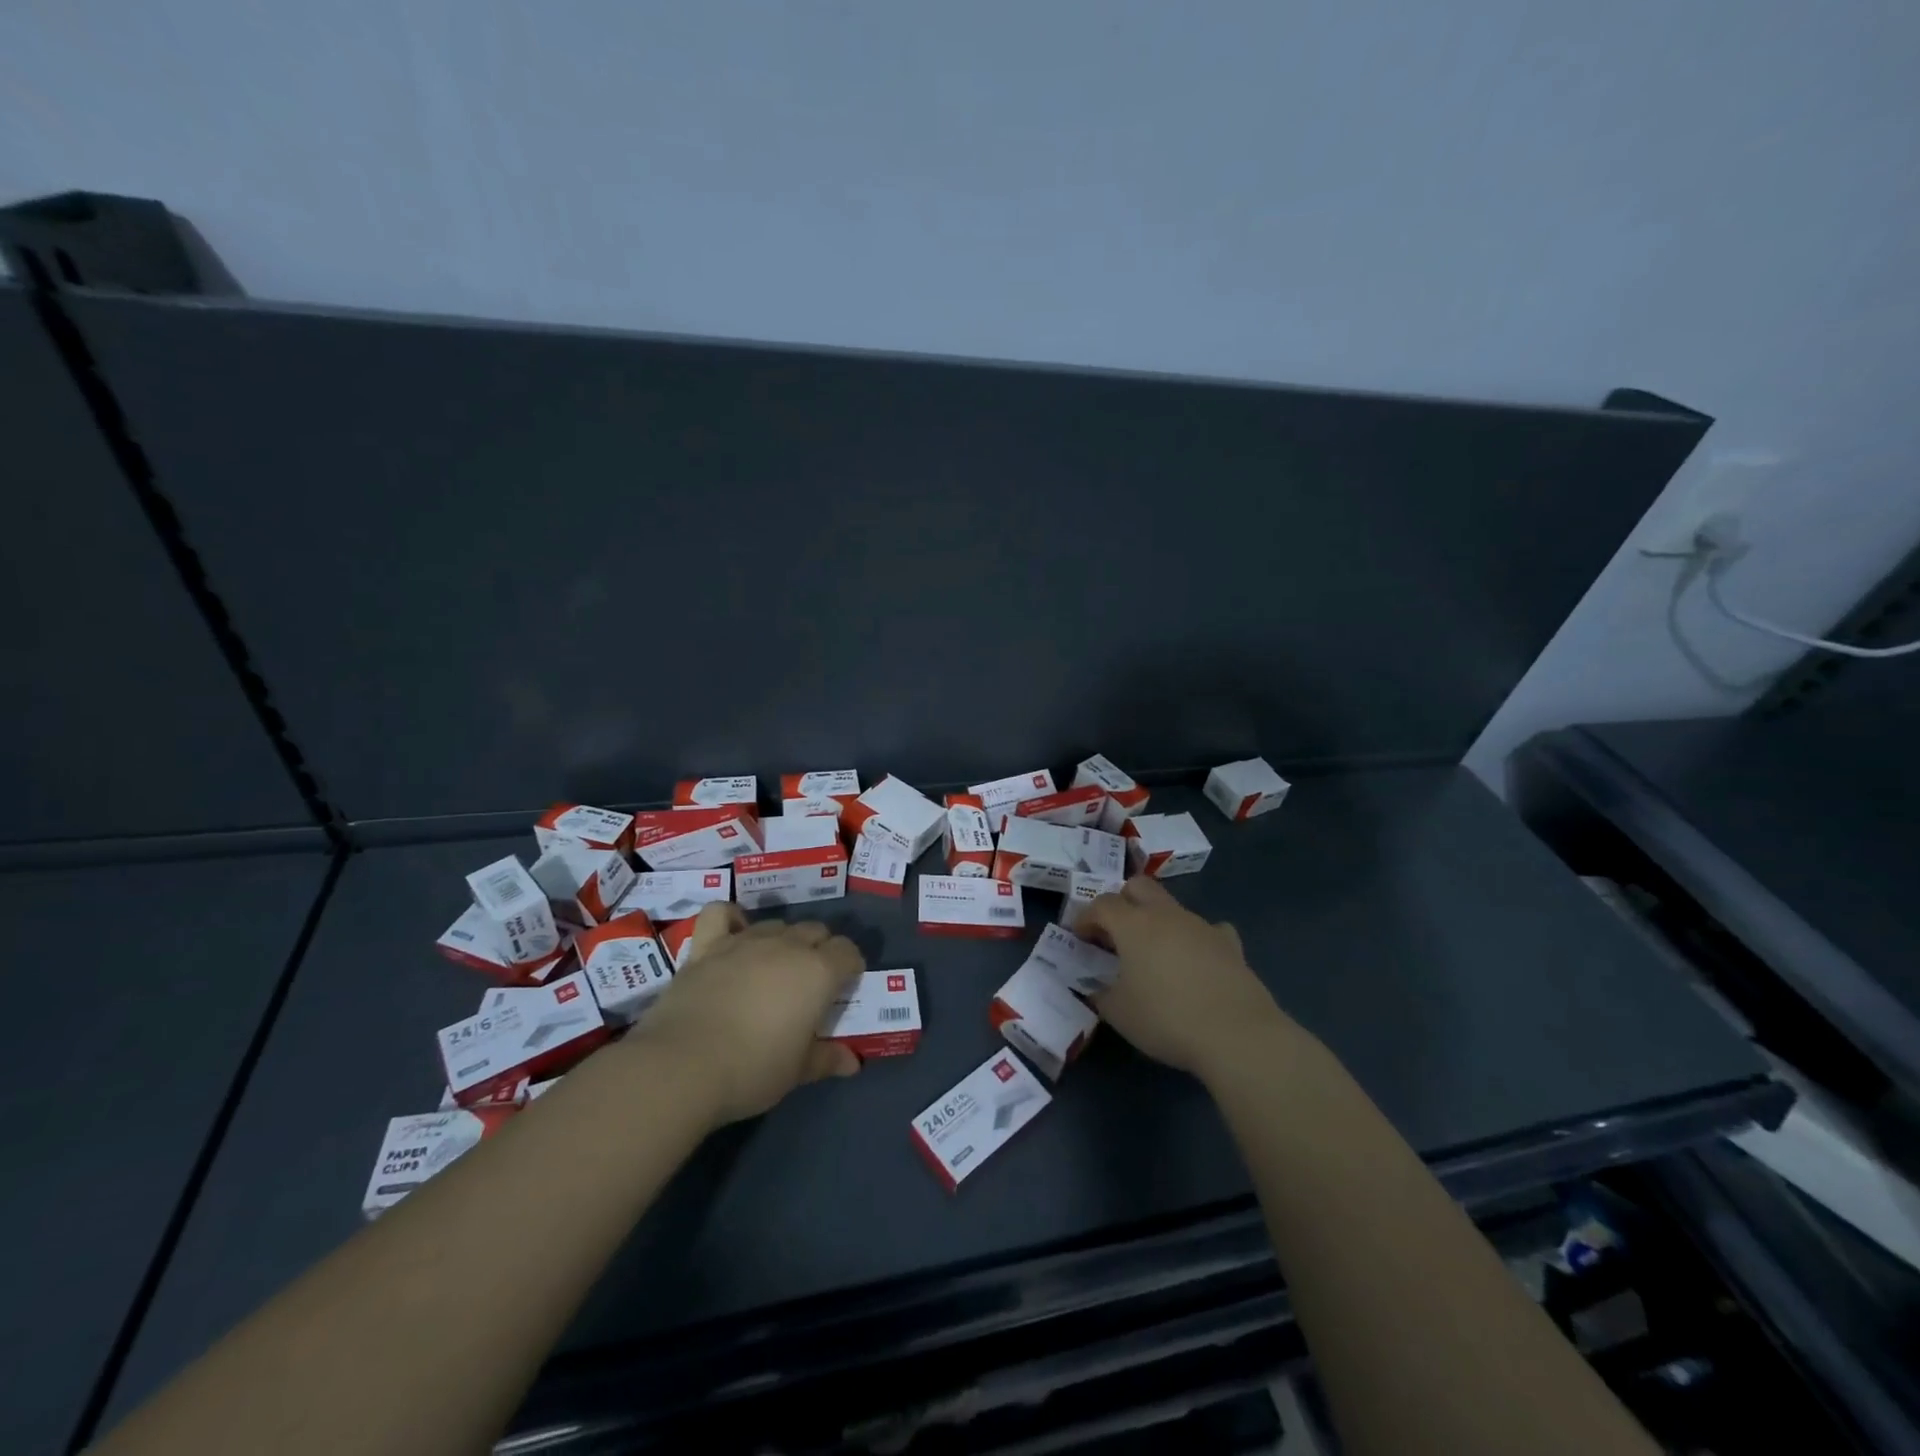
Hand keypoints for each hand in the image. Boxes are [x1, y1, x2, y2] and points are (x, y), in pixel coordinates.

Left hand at [627, 903, 864, 1125]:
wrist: (681, 1066)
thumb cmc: (752, 1070)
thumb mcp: (796, 1072)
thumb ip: (826, 1059)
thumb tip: (852, 1063)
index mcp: (818, 972)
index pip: (848, 952)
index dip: (850, 967)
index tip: (843, 988)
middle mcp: (786, 946)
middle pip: (815, 930)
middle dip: (819, 949)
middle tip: (809, 983)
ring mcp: (744, 941)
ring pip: (776, 924)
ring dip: (782, 940)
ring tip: (772, 969)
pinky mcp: (706, 946)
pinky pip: (721, 913)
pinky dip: (731, 918)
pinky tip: (733, 934)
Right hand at [1078, 876, 1306, 1079]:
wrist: (1237, 1034)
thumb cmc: (1166, 1019)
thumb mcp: (1119, 1013)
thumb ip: (1100, 994)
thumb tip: (1095, 986)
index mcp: (1133, 924)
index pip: (1101, 904)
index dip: (1086, 917)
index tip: (1080, 937)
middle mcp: (1166, 914)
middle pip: (1138, 886)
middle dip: (1122, 901)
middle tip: (1114, 933)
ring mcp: (1201, 925)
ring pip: (1171, 906)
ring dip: (1156, 921)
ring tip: (1153, 954)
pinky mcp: (1230, 944)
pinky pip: (1208, 929)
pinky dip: (1196, 939)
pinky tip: (1196, 960)